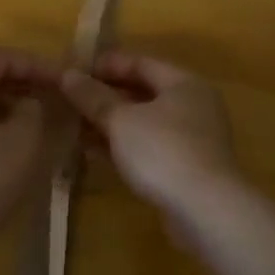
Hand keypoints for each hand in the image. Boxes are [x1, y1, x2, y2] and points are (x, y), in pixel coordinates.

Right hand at [59, 51, 240, 219]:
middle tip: (71, 100)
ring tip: (74, 125)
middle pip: (143, 92)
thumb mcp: (121, 120)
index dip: (106, 66)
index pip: (140, 63)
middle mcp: (193, 105)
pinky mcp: (187, 169)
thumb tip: (68, 75)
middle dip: (105, 96)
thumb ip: (93, 97)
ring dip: (111, 123)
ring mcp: (192, 139)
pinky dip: (123, 145)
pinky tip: (93, 152)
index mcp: (183, 83)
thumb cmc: (163, 151)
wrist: (206, 211)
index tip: (74, 73)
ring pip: (144, 122)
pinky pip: (149, 147)